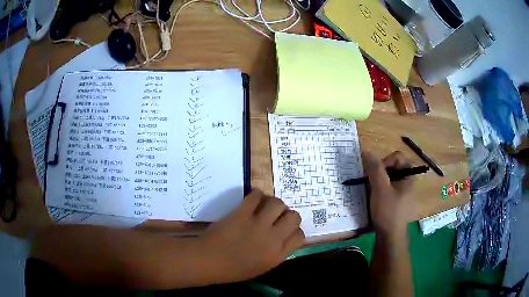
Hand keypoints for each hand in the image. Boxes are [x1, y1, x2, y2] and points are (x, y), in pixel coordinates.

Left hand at [199, 190, 304, 282]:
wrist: (208, 261)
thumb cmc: (233, 270)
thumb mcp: (262, 267)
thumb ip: (276, 253)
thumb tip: (283, 238)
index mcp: (278, 255)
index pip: (300, 235)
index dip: (294, 230)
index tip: (286, 229)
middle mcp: (273, 238)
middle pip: (294, 216)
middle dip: (288, 215)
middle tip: (277, 217)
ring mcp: (257, 224)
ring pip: (278, 203)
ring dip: (274, 203)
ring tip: (265, 207)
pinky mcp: (242, 213)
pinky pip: (257, 196)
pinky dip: (257, 195)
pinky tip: (253, 200)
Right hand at [365, 151, 415, 235]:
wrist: (390, 237)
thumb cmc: (388, 211)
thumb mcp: (380, 189)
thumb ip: (375, 169)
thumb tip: (367, 152)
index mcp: (409, 175)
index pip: (397, 157)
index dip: (384, 161)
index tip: (374, 174)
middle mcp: (408, 181)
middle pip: (392, 166)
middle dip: (379, 172)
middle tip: (369, 182)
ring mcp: (403, 191)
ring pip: (388, 177)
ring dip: (377, 181)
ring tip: (369, 190)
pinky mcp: (397, 200)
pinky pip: (387, 188)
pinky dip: (379, 189)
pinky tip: (373, 198)